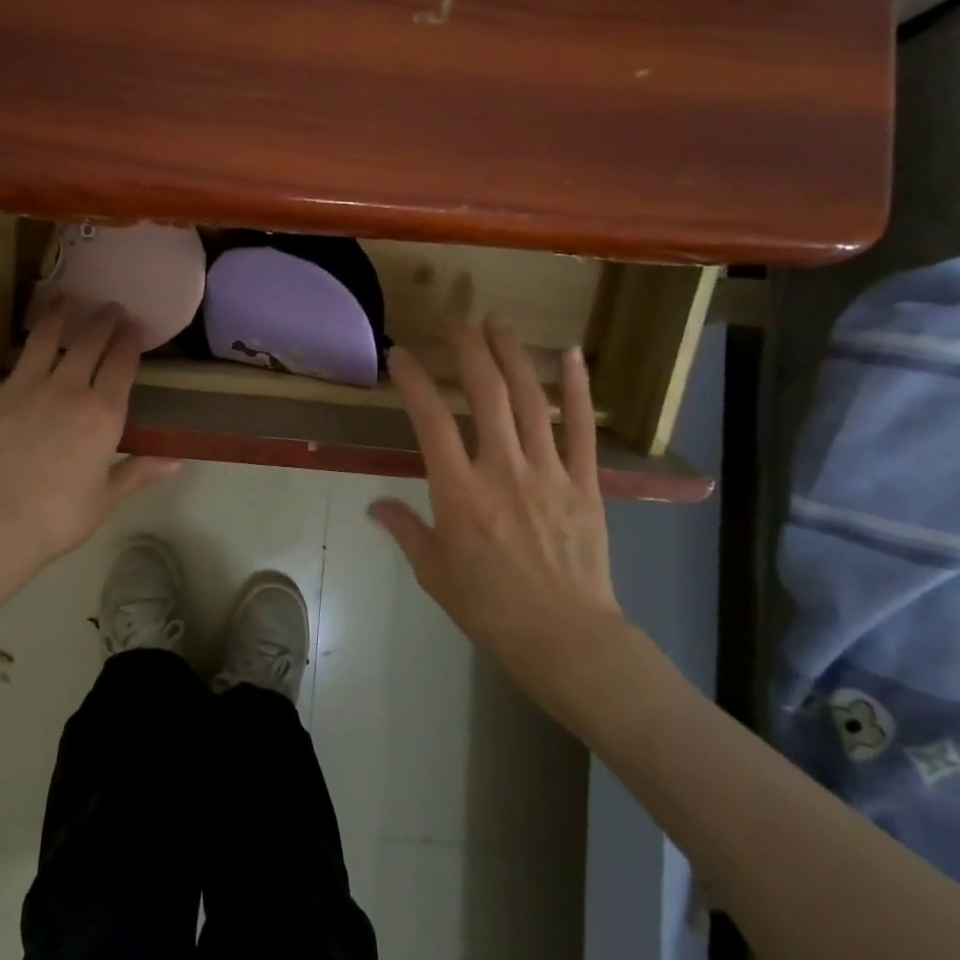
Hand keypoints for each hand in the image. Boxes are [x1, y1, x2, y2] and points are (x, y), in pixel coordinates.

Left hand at [0, 303, 180, 584]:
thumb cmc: (56, 519)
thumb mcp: (106, 499)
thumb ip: (139, 472)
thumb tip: (176, 461)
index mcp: (101, 414)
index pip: (122, 365)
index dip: (130, 341)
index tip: (134, 326)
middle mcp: (65, 390)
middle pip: (88, 344)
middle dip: (103, 321)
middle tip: (110, 308)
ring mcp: (19, 388)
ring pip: (41, 338)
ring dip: (56, 314)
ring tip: (65, 298)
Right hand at [370, 316, 636, 724]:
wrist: (563, 636)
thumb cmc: (488, 607)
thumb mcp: (433, 572)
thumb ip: (404, 530)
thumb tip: (374, 507)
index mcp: (458, 492)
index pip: (430, 420)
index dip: (413, 381)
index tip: (400, 356)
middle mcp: (501, 469)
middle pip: (485, 395)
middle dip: (467, 351)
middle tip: (455, 323)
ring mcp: (548, 471)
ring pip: (529, 400)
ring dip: (512, 355)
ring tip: (498, 323)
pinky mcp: (586, 482)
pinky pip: (582, 427)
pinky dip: (578, 389)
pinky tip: (571, 355)